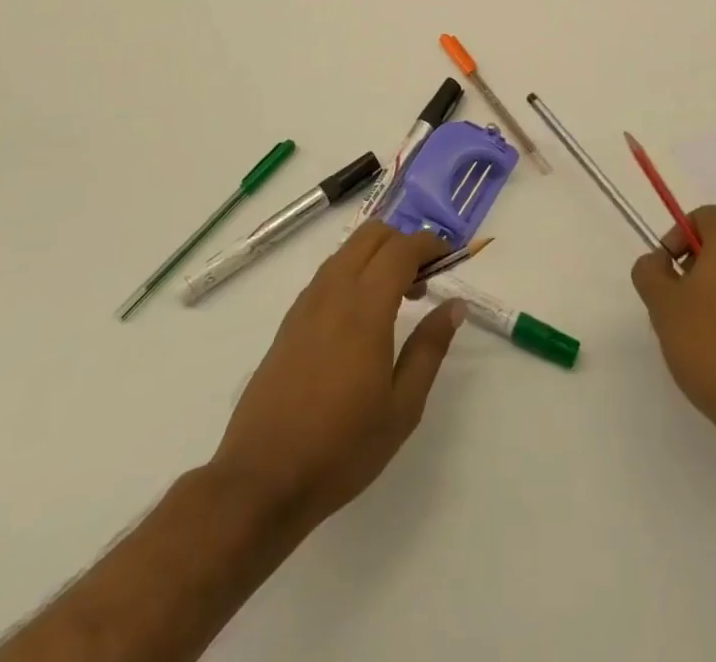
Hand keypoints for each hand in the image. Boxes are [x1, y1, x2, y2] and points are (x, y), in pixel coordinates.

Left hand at [209, 223, 464, 534]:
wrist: (261, 481)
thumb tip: (454, 305)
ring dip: (377, 257)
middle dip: (403, 243)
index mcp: (365, 307)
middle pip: (372, 234)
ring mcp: (306, 304)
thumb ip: (430, 348)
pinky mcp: (289, 322)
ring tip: (397, 300)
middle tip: (423, 281)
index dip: (430, 244)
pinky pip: (328, 274)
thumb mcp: (402, 407)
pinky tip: (361, 319)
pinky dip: (353, 273)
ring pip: (347, 251)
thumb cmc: (341, 448)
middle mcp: (333, 292)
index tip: (450, 258)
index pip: (402, 248)